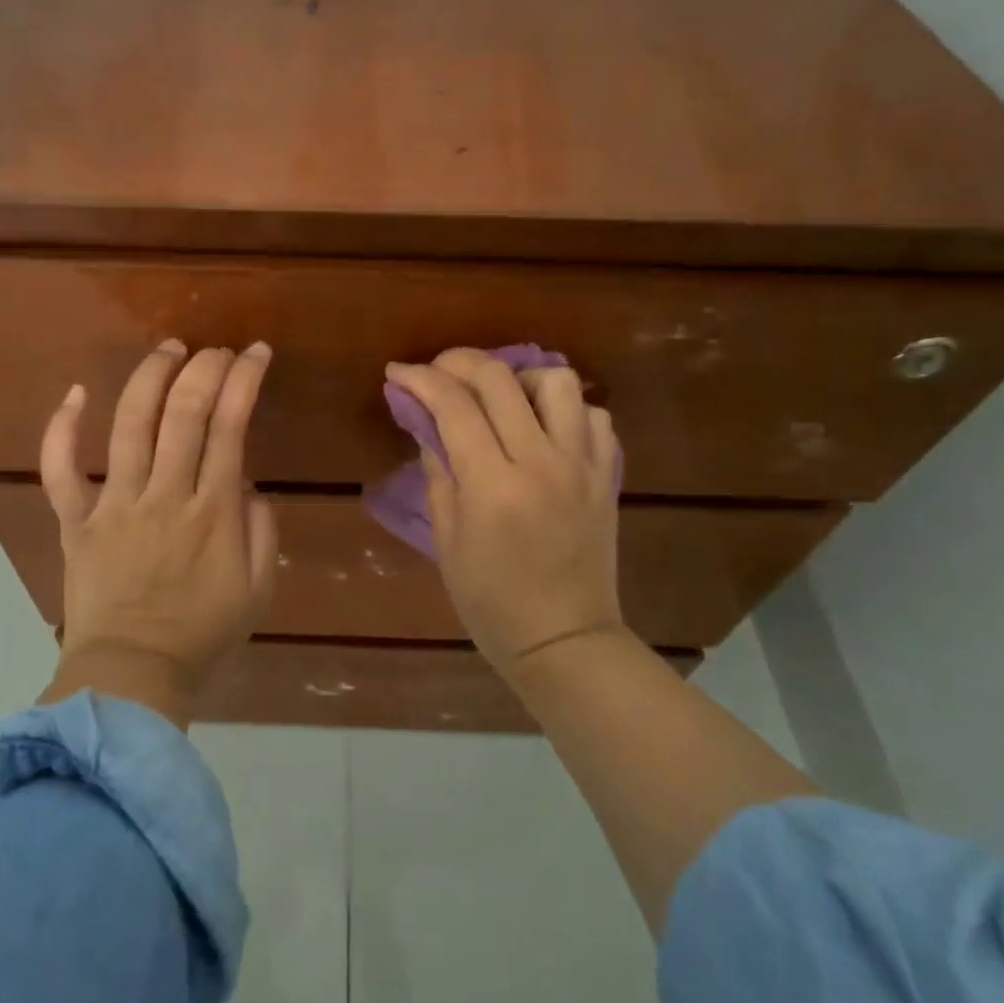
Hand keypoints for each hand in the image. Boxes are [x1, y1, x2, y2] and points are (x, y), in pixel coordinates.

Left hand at [38, 340, 277, 726]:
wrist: (130, 679)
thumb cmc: (203, 636)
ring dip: (149, 377)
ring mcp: (114, 505)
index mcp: (213, 513)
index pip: (231, 426)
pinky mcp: (75, 521)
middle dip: (204, 368)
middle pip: (183, 412)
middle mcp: (164, 496)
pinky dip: (63, 428)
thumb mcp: (259, 591)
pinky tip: (77, 393)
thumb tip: (246, 486)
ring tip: (168, 349)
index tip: (256, 353)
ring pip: (129, 425)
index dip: (245, 380)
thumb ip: (262, 532)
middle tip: (216, 350)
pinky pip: (60, 469)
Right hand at [384, 349, 622, 681]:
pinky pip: (592, 415)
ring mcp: (581, 465)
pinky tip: (542, 427)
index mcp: (493, 486)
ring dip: (519, 378)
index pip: (453, 406)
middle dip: (458, 362)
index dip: (420, 379)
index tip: (397, 372)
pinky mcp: (606, 475)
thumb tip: (426, 423)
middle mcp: (541, 463)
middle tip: (436, 372)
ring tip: (498, 399)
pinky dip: (564, 409)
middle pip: (500, 380)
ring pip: (557, 382)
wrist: (565, 641)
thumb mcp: (448, 541)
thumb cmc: (491, 603)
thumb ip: (438, 473)